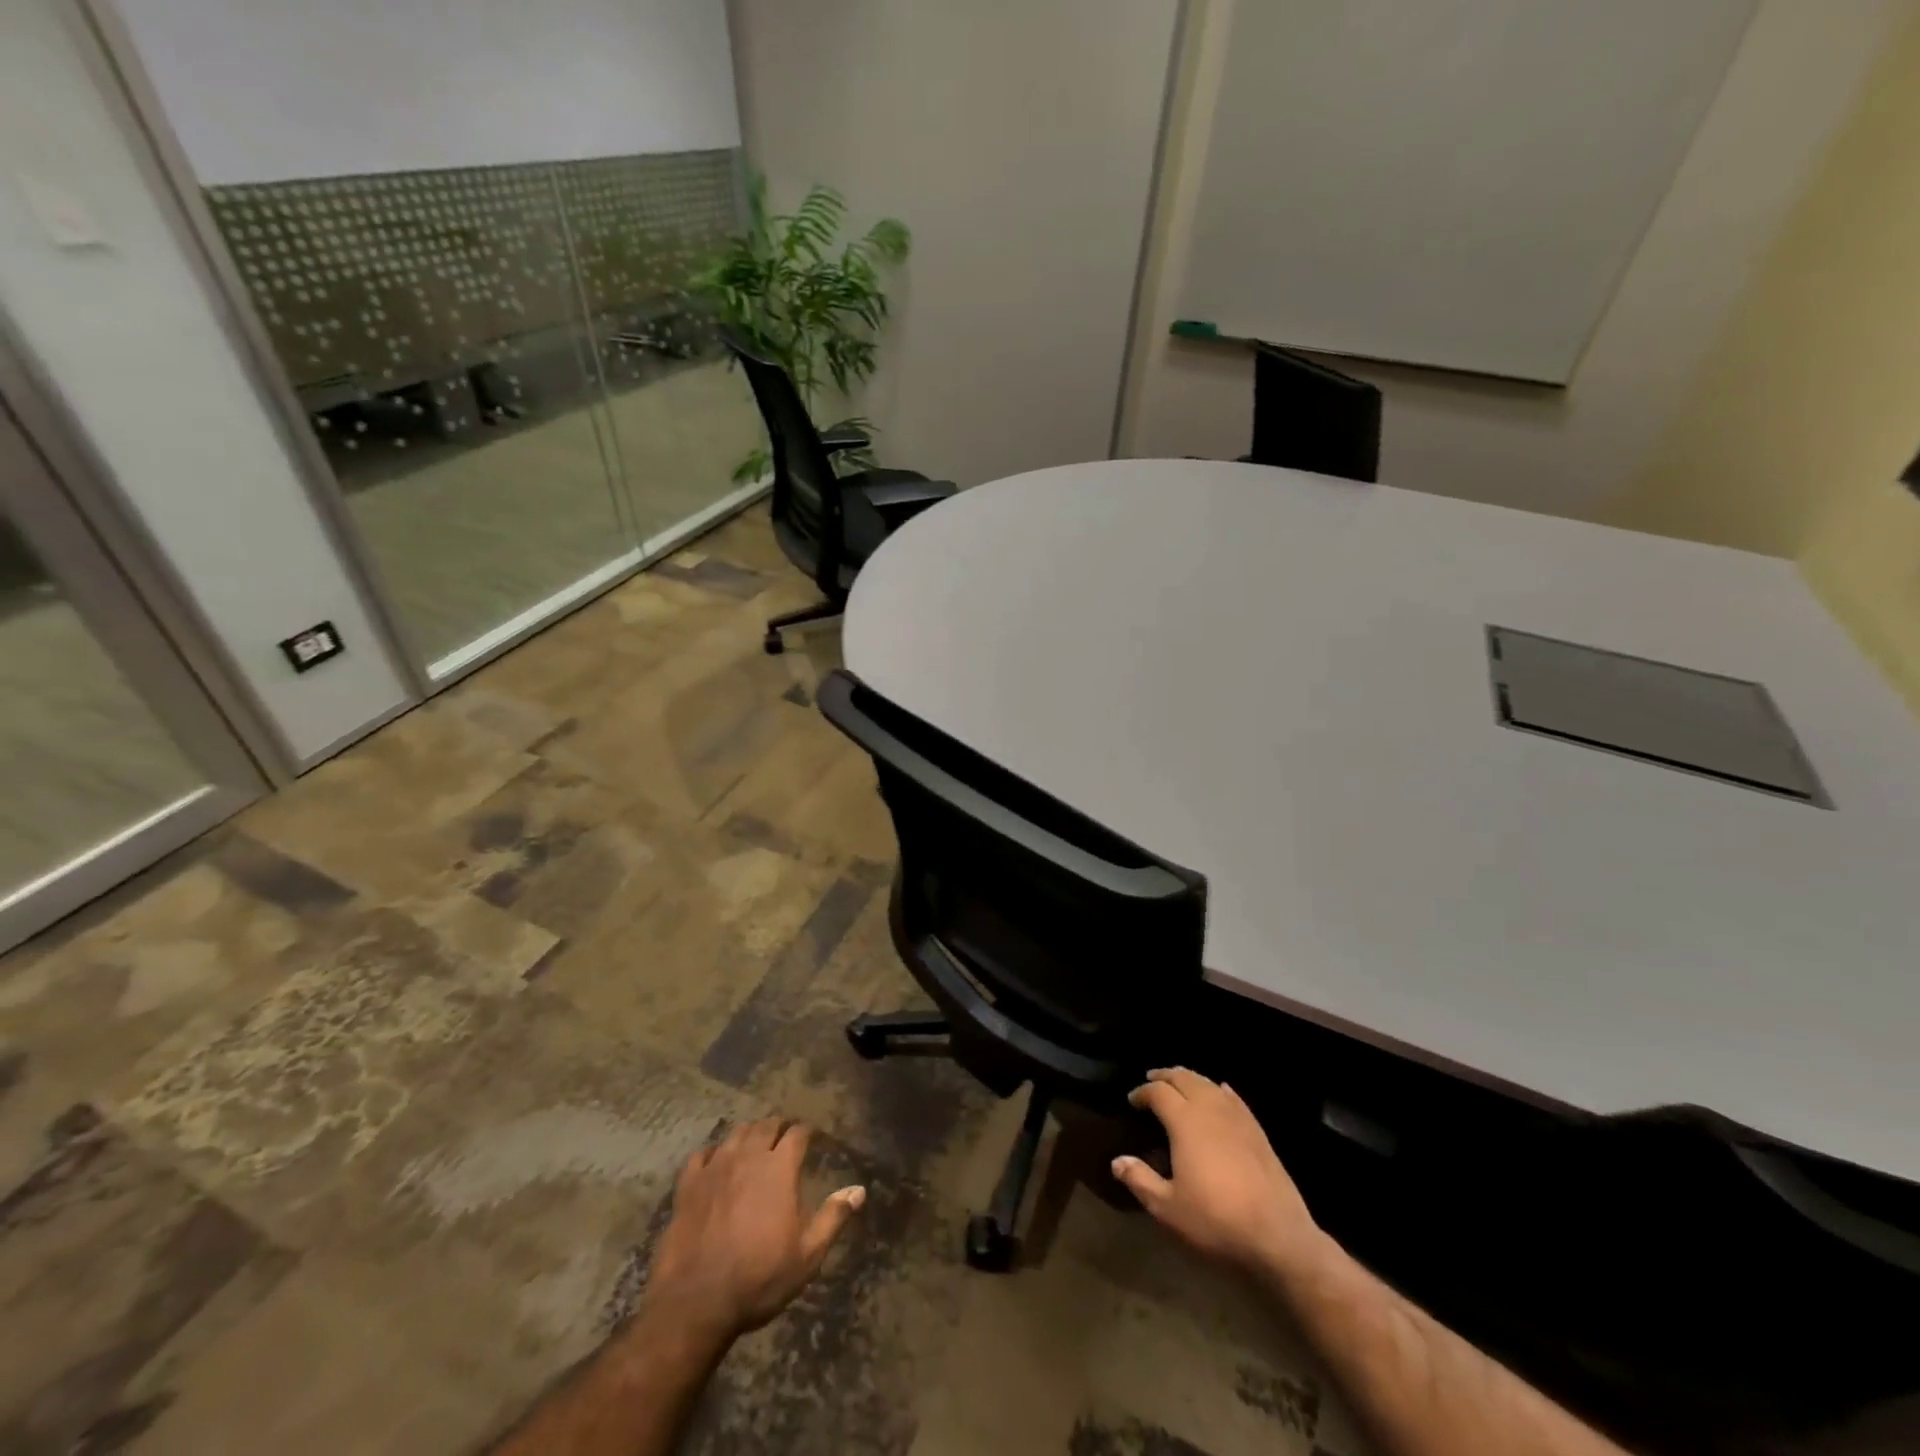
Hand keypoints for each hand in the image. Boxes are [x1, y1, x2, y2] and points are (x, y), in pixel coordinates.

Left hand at [641, 1119, 864, 1341]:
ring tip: (754, 1144)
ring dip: (749, 1134)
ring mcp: (714, 1168)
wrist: (696, 1304)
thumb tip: (859, 1190)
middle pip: (766, 1126)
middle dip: (779, 1127)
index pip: (798, 1134)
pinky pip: (701, 1155)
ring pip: (736, 1134)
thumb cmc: (759, 1279)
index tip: (812, 1138)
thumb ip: (833, 1217)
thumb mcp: (807, 1256)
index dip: (806, 1132)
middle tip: (785, 1137)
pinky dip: (713, 1153)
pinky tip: (715, 1162)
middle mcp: (748, 1157)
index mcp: (779, 1168)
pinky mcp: (688, 1186)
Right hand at [1112, 1068, 1324, 1278]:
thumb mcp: (1168, 1208)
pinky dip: (1219, 1090)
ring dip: (1190, 1079)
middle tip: (1151, 1081)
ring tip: (1179, 1084)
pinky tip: (1219, 1091)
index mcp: (1185, 1121)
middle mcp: (1209, 1109)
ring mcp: (1237, 1117)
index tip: (1132, 1101)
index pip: (1158, 1092)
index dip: (1142, 1092)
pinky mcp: (1257, 1130)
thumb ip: (1140, 1180)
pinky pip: (1234, 1098)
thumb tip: (1117, 1162)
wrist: (1278, 1236)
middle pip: (1184, 1078)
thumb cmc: (1216, 1220)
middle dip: (1165, 1076)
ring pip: (1208, 1083)